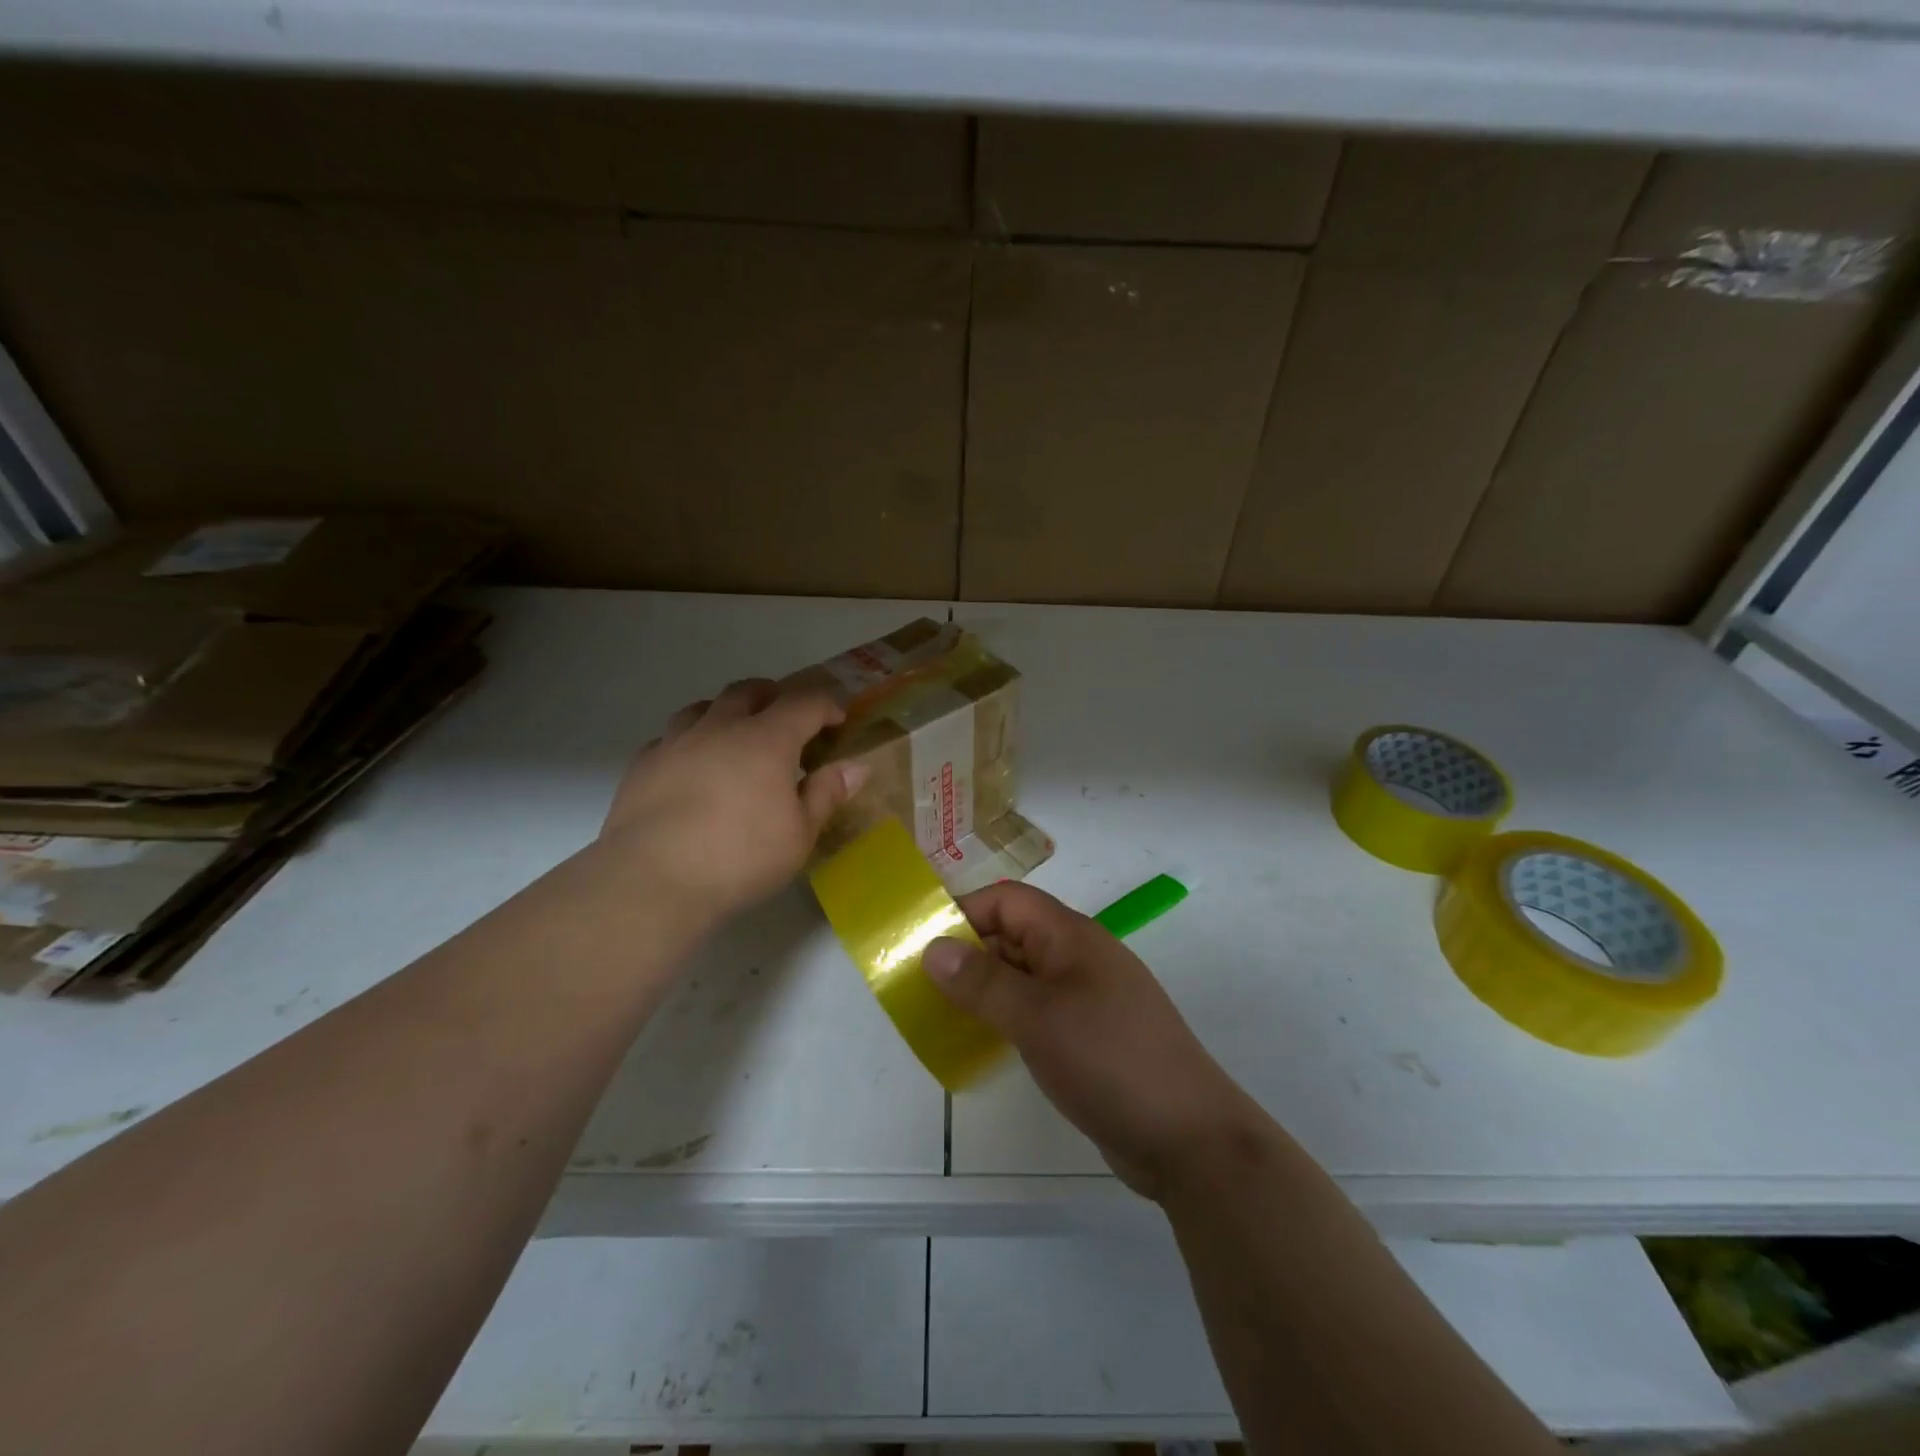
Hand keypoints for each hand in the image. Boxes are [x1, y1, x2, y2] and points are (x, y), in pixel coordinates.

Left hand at [597, 678, 869, 923]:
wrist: (652, 880)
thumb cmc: (740, 858)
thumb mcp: (800, 834)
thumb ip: (826, 794)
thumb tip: (856, 767)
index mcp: (767, 740)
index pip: (804, 703)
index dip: (826, 705)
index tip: (837, 719)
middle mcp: (720, 728)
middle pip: (749, 691)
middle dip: (774, 696)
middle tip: (787, 717)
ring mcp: (676, 742)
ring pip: (704, 706)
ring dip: (727, 710)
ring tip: (736, 732)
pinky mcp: (643, 764)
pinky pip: (670, 736)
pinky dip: (690, 740)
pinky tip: (692, 765)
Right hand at [921, 882, 1265, 1201]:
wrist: (1188, 1137)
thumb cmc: (1109, 1060)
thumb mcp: (1037, 1017)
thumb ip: (983, 981)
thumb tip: (933, 947)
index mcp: (1071, 936)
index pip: (1009, 901)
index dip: (965, 911)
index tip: (922, 940)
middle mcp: (1079, 958)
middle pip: (1014, 935)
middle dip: (968, 951)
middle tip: (919, 982)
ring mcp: (1088, 998)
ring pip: (1024, 975)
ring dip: (984, 987)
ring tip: (939, 1012)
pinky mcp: (1090, 1036)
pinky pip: (1037, 1010)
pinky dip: (1007, 1017)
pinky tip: (982, 1040)